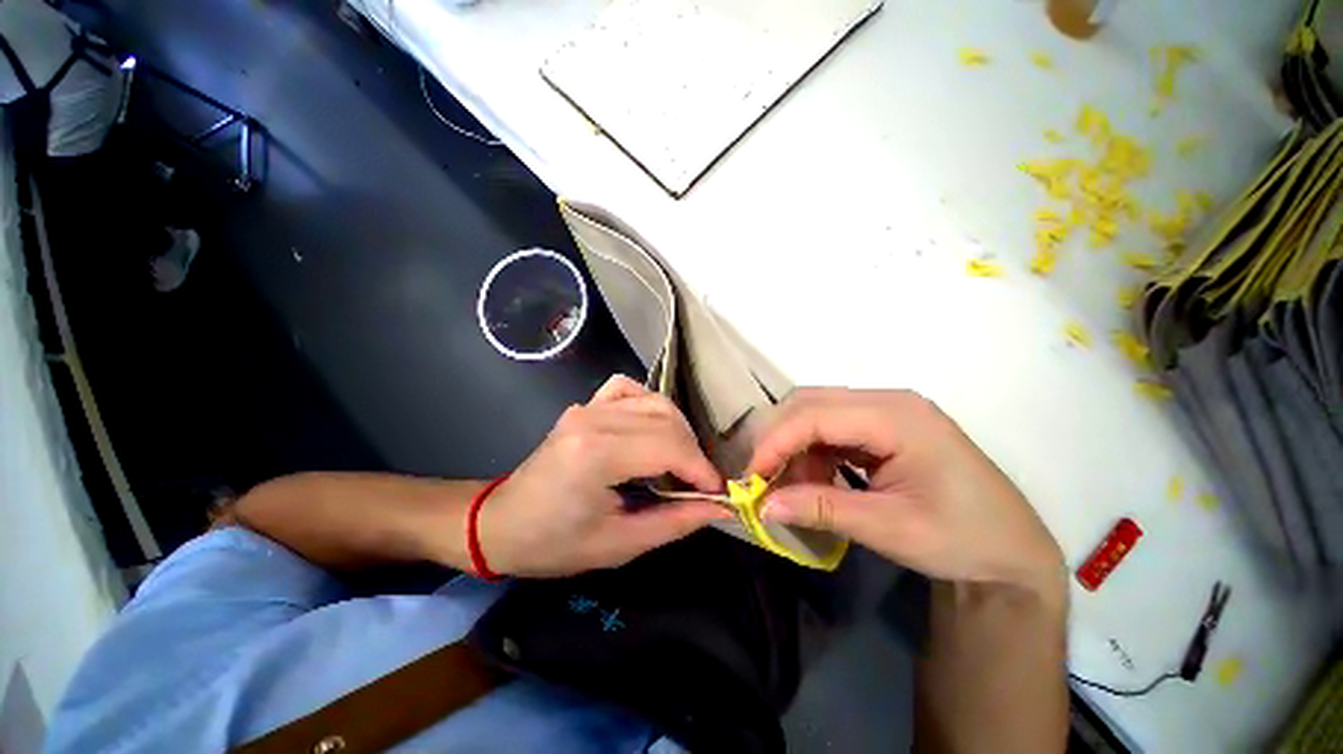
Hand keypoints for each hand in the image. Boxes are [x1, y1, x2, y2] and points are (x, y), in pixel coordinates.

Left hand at [478, 375, 728, 576]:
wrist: (500, 524)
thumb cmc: (553, 544)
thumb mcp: (619, 544)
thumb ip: (674, 522)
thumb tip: (719, 508)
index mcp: (597, 454)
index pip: (670, 446)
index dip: (701, 469)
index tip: (717, 493)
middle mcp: (594, 419)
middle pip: (667, 420)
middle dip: (693, 453)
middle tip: (698, 485)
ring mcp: (587, 406)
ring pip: (654, 401)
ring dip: (677, 430)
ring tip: (679, 462)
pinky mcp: (585, 405)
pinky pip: (628, 389)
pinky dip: (650, 406)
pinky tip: (650, 429)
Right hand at [748, 389, 1064, 599]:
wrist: (1011, 554)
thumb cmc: (963, 540)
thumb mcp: (890, 528)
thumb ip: (821, 510)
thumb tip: (763, 506)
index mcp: (898, 417)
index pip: (816, 414)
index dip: (776, 442)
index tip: (752, 476)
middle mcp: (888, 401)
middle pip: (811, 402)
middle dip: (779, 438)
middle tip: (763, 477)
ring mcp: (886, 412)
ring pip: (816, 413)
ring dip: (794, 447)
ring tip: (793, 487)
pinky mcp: (882, 427)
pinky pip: (831, 428)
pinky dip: (812, 452)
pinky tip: (815, 480)